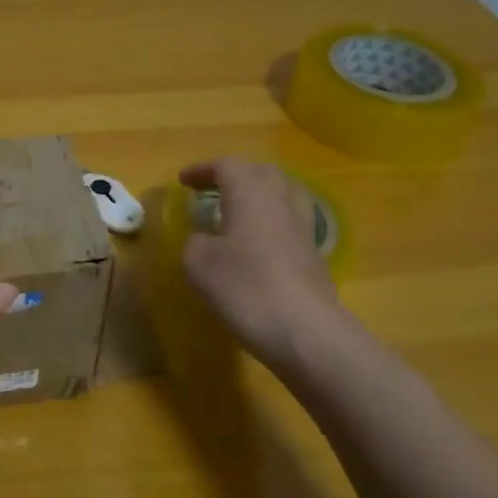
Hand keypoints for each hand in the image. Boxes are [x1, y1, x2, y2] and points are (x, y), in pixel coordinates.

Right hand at [177, 157, 343, 365]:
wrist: (304, 331)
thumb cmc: (244, 287)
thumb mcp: (197, 263)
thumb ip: (194, 241)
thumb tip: (204, 238)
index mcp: (250, 194)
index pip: (227, 165)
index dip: (202, 170)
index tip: (183, 181)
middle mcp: (281, 202)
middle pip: (262, 172)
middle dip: (236, 176)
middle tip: (213, 190)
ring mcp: (304, 228)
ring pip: (285, 194)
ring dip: (261, 195)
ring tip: (241, 211)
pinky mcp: (315, 256)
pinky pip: (293, 223)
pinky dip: (274, 223)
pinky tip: (260, 243)